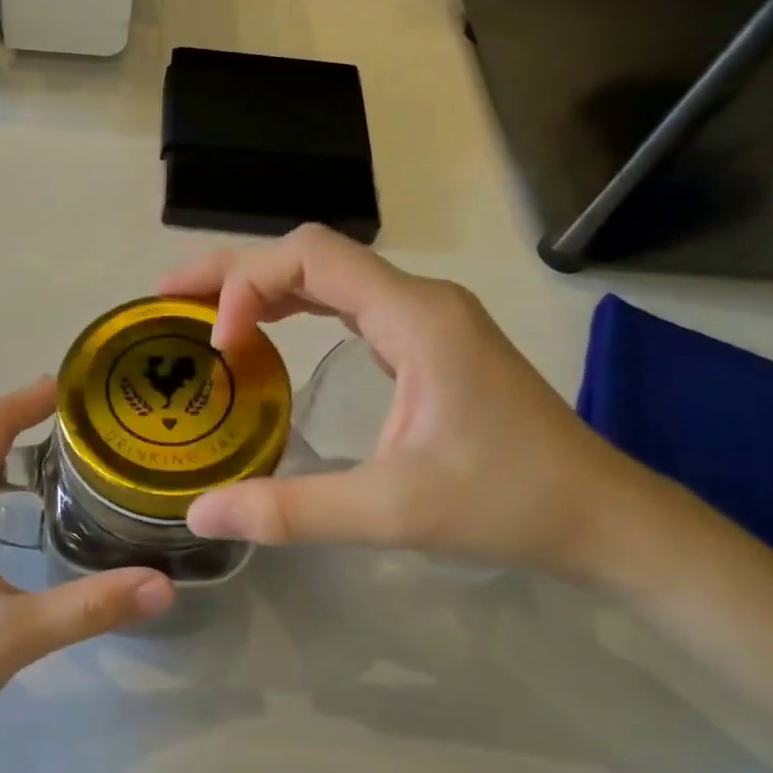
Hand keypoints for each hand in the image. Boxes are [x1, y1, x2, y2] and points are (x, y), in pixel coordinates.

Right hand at [161, 224, 649, 582]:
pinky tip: (266, 337)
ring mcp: (425, 317)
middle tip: (170, 299)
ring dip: (263, 286)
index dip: (248, 284)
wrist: (602, 517)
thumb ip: (292, 510)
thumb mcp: (392, 510)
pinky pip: (345, 303)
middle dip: (236, 271)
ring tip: (203, 313)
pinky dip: (294, 308)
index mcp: (413, 316)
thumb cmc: (508, 503)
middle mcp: (417, 299)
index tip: (218, 345)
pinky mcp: (427, 341)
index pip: (311, 256)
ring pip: (327, 275)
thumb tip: (198, 512)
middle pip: (310, 254)